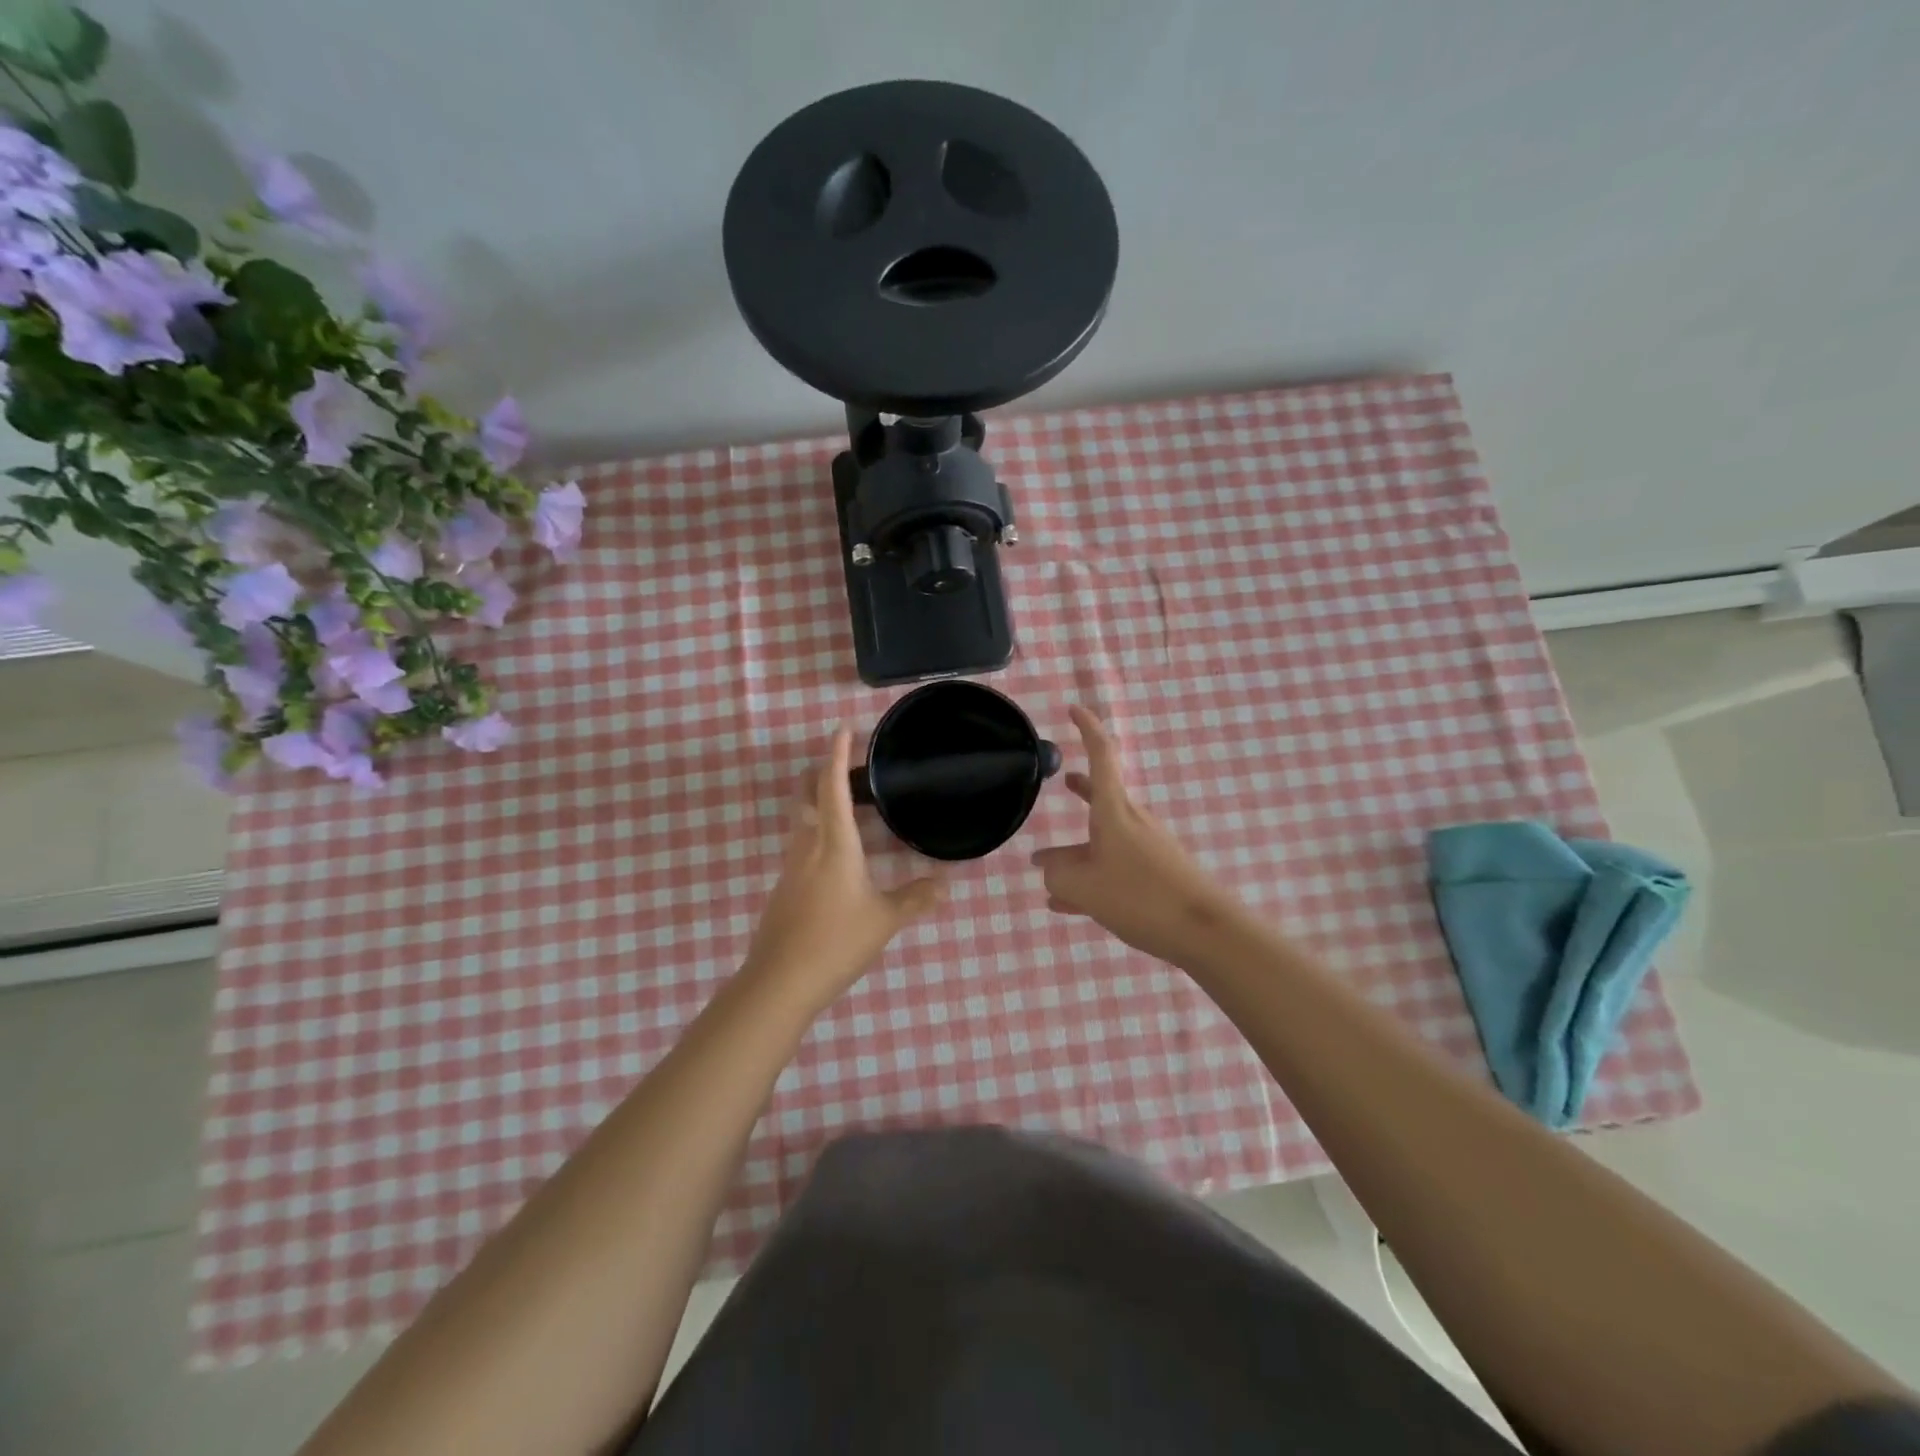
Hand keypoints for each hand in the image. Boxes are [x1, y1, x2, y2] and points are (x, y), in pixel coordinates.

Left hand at [742, 727, 944, 1007]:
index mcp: (834, 844)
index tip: (842, 728)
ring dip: (817, 803)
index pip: (832, 787)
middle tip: (844, 764)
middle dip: (819, 772)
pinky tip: (835, 855)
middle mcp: (807, 846)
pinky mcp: (783, 888)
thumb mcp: (884, 920)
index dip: (837, 755)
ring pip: (801, 821)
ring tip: (847, 806)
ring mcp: (790, 867)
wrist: (780, 981)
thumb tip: (946, 884)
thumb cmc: (836, 941)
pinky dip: (816, 833)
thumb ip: (916, 899)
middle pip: (805, 796)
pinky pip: (800, 846)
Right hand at [1032, 706, 1250, 966]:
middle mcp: (1132, 823)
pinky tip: (1067, 903)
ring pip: (1102, 841)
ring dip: (1075, 849)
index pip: (1102, 756)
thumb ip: (1057, 873)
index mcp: (1115, 812)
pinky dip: (1090, 876)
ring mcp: (1146, 849)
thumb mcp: (1083, 887)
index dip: (1088, 728)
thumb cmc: (1141, 897)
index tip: (1074, 708)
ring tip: (1045, 862)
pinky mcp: (1156, 875)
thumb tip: (1048, 866)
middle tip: (1062, 780)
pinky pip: (1113, 868)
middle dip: (1080, 791)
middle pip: (1102, 798)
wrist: (1206, 931)